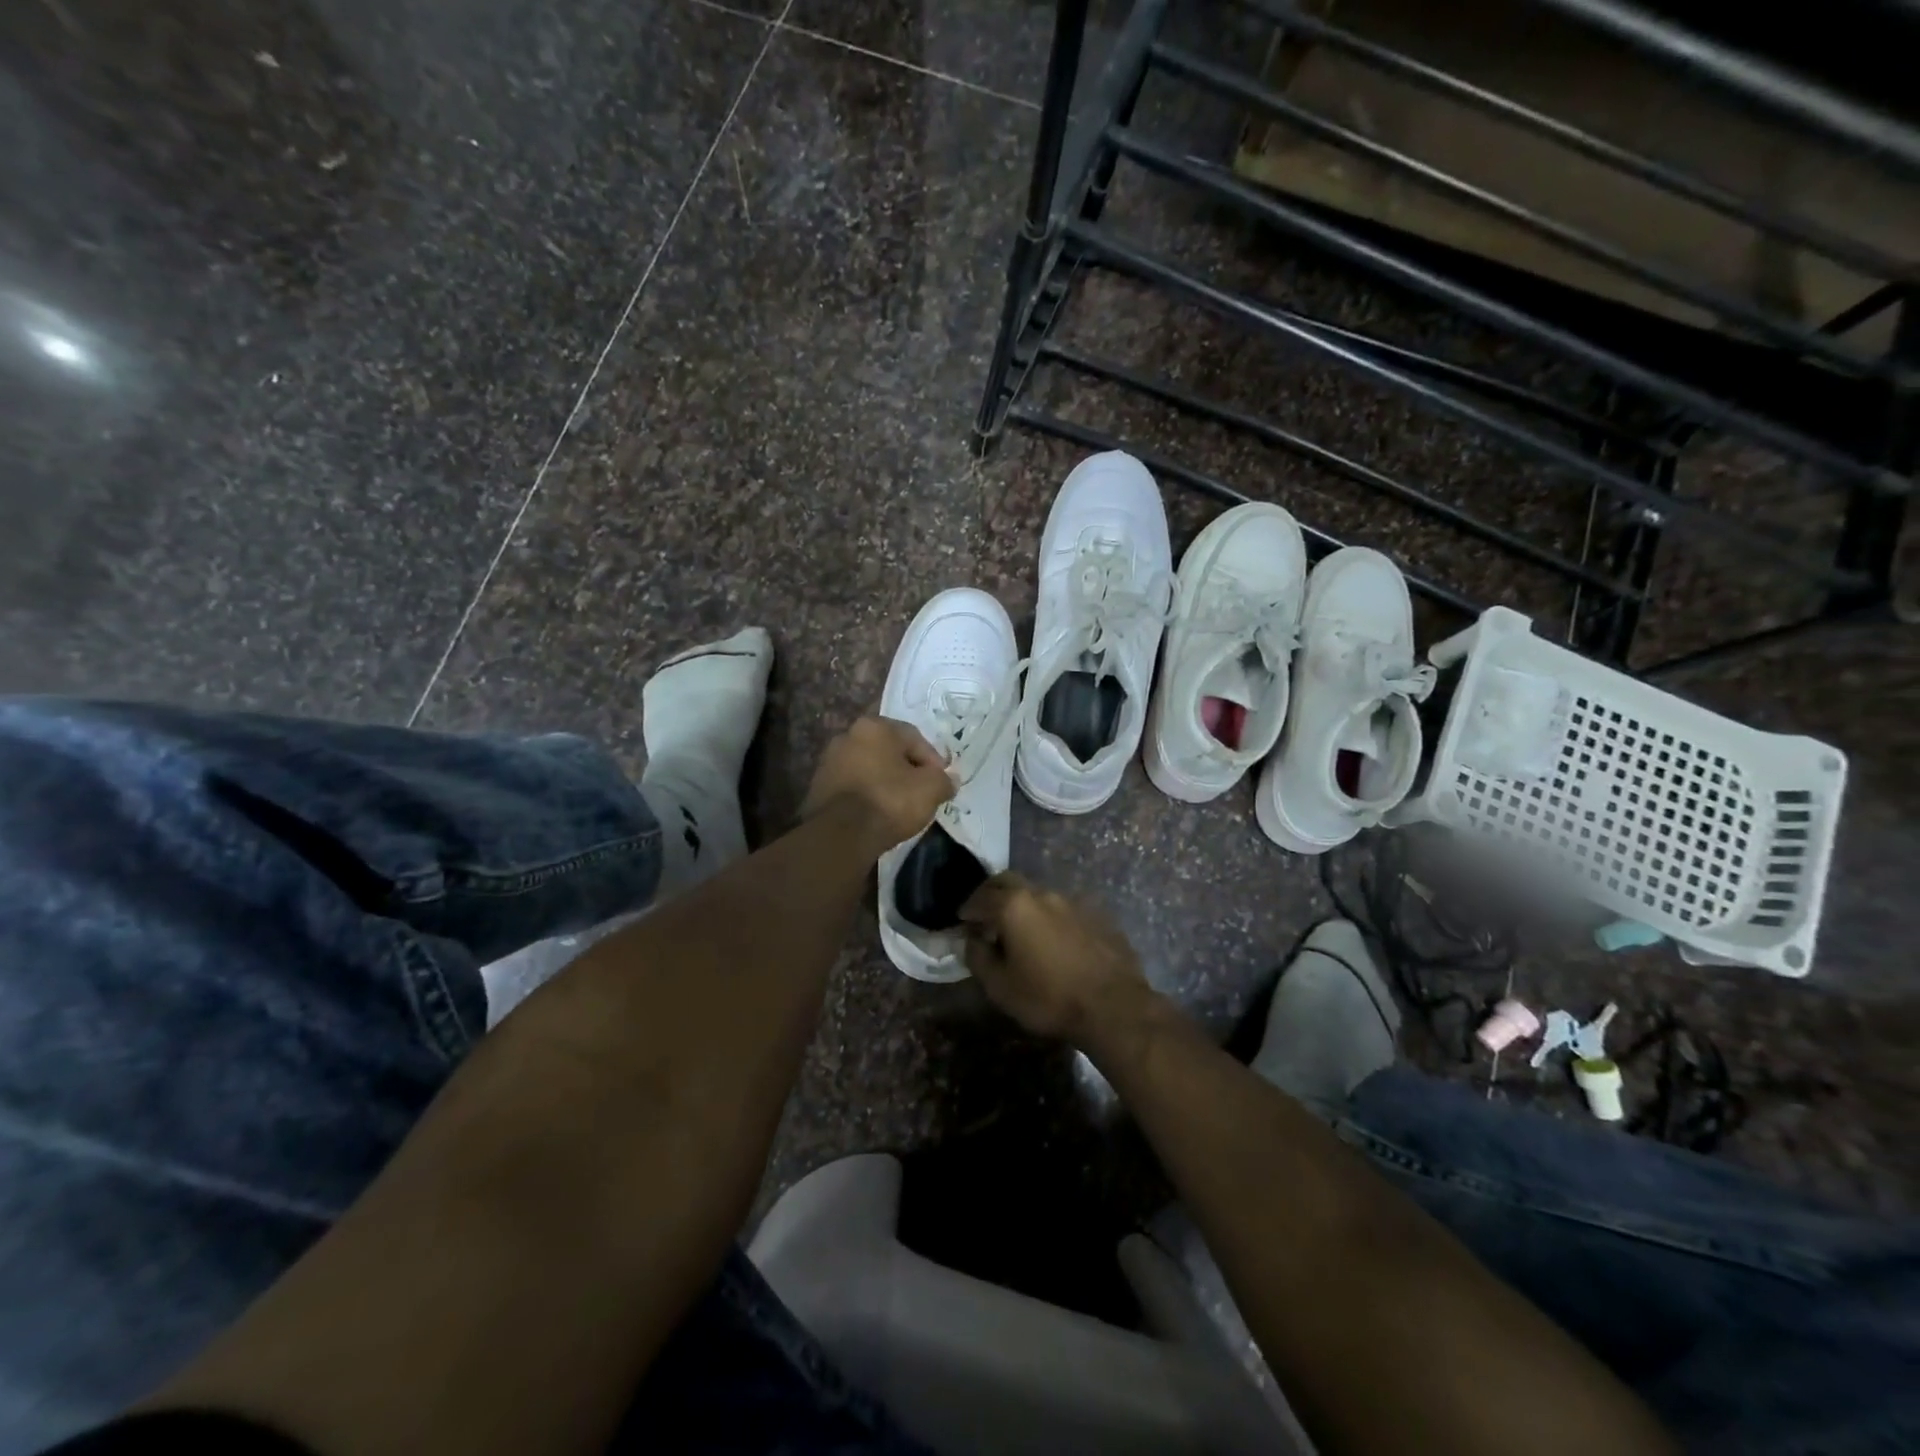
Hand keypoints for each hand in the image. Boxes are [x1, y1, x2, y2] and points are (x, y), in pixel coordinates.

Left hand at [802, 715, 954, 849]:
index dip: (933, 761)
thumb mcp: (931, 789)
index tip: (941, 783)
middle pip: (889, 751)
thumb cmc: (890, 801)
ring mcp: (829, 761)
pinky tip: (877, 814)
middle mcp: (848, 735)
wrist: (841, 834)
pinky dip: (867, 795)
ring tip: (900, 806)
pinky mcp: (818, 786)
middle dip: (908, 770)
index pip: (915, 738)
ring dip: (886, 782)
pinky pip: (854, 786)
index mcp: (875, 727)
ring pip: (869, 768)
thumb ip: (944, 780)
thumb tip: (949, 780)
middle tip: (922, 793)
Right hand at [959, 873, 1151, 1043]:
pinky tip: (1052, 939)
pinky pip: (1063, 908)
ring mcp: (1073, 901)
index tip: (962, 921)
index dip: (967, 909)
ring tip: (1019, 928)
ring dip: (1022, 904)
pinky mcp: (1097, 914)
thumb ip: (978, 957)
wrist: (1113, 1006)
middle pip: (1009, 881)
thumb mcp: (1000, 987)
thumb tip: (971, 939)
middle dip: (992, 893)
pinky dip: (1049, 917)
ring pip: (1038, 892)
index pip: (980, 897)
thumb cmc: (1049, 998)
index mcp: (1015, 905)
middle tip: (985, 914)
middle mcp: (1043, 893)